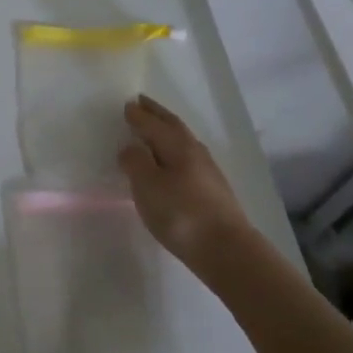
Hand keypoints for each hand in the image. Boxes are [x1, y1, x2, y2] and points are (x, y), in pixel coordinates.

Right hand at [119, 95, 251, 266]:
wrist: (225, 249)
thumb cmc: (180, 213)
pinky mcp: (212, 190)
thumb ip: (135, 162)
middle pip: (173, 126)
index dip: (139, 115)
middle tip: (141, 103)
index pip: (154, 124)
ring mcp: (207, 171)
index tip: (127, 104)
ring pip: (182, 141)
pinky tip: (170, 161)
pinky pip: (187, 157)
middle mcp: (194, 152)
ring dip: (166, 130)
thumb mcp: (147, 186)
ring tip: (153, 129)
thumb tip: (130, 147)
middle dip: (156, 114)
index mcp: (178, 146)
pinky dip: (173, 150)